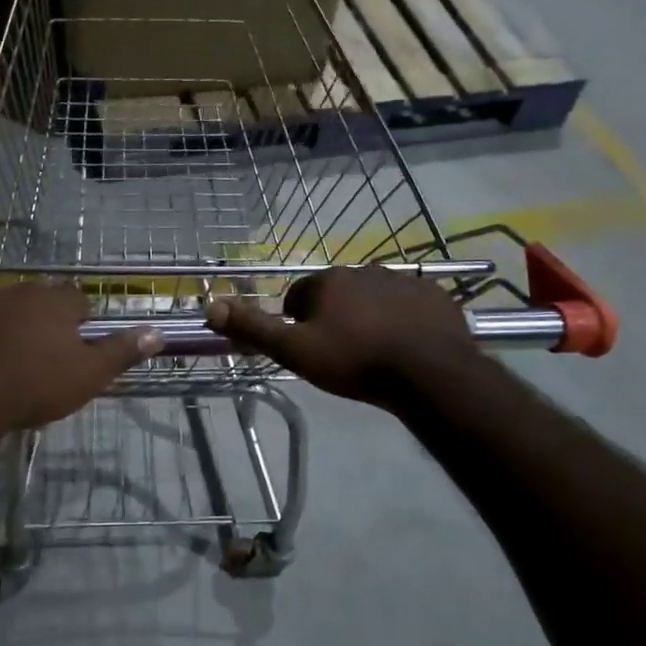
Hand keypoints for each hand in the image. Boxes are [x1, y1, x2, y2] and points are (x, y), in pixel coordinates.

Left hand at [0, 283, 161, 435]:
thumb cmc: (36, 385)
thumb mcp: (90, 375)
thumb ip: (123, 351)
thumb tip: (158, 332)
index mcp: (56, 300)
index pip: (79, 301)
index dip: (82, 323)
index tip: (79, 349)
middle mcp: (19, 290)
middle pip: (40, 299)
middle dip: (45, 319)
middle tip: (46, 355)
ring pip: (0, 302)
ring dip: (7, 317)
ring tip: (8, 351)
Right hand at [204, 266, 478, 407]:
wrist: (429, 374)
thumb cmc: (355, 361)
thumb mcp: (295, 350)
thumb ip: (253, 327)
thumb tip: (211, 306)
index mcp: (328, 281)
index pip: (299, 296)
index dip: (298, 322)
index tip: (308, 348)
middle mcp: (364, 270)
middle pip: (338, 294)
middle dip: (335, 317)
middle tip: (341, 354)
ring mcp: (403, 281)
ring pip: (374, 298)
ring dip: (369, 317)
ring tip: (375, 352)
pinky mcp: (434, 296)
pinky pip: (409, 305)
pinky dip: (403, 320)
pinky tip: (406, 347)